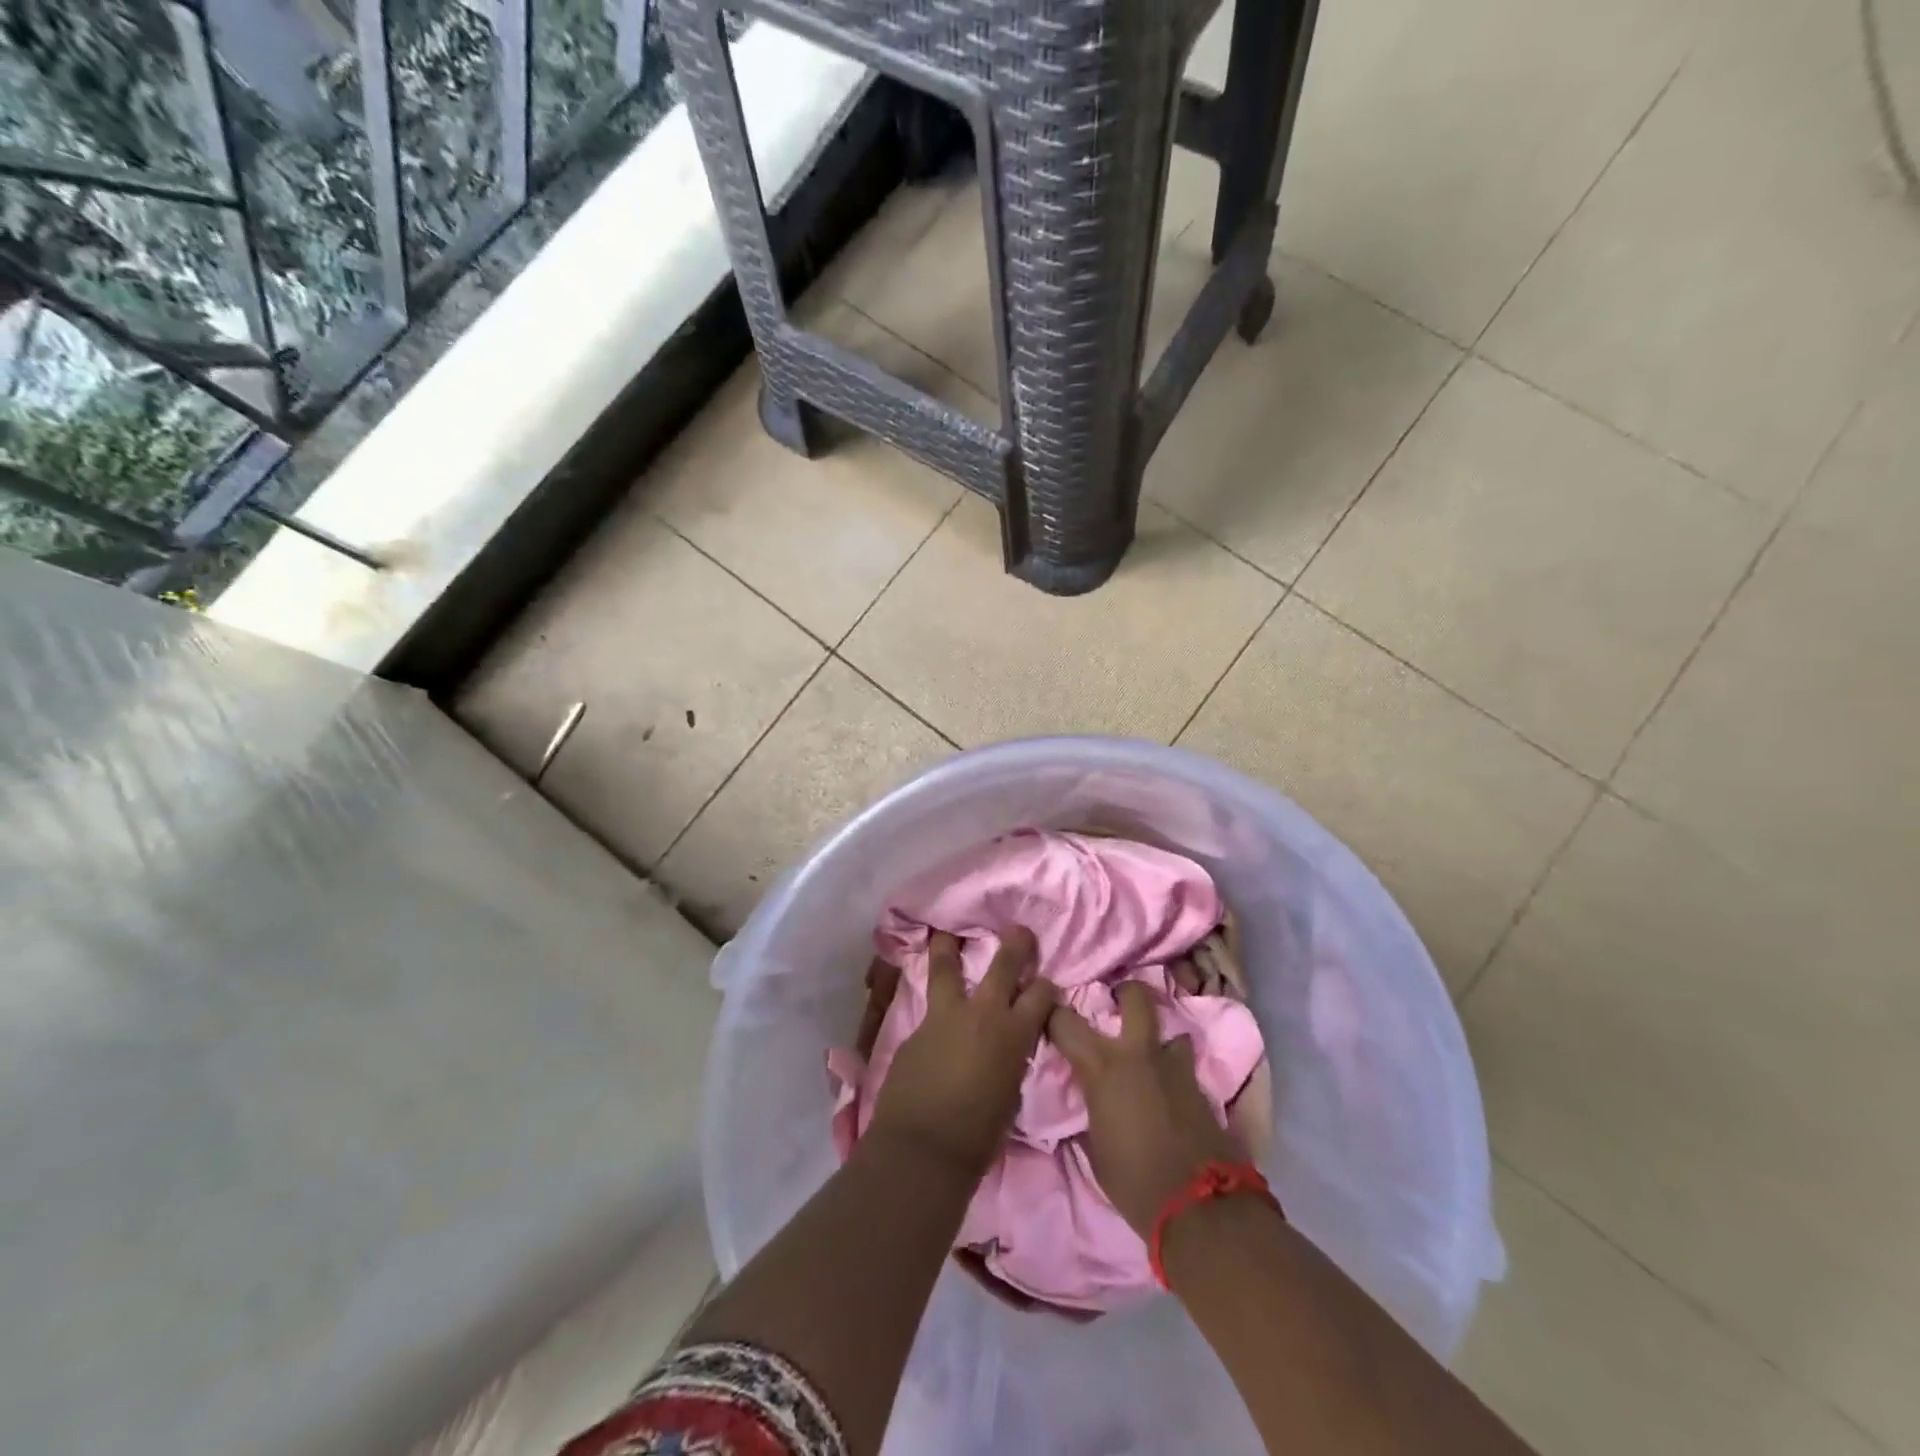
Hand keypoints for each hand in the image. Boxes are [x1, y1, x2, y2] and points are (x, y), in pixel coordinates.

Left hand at [867, 927, 1055, 1179]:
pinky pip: (929, 1005)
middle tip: (1018, 930)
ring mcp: (945, 1016)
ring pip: (947, 967)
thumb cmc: (978, 1135)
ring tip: (944, 931)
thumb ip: (1011, 1059)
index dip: (1046, 988)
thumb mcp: (1010, 1093)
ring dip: (948, 947)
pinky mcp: (917, 1027)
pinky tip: (933, 1000)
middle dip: (1015, 944)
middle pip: (1003, 965)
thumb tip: (1008, 1048)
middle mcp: (983, 1014)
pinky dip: (934, 999)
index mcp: (1014, 1034)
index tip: (1045, 986)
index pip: (1041, 995)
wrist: (923, 1148)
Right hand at [1047, 982, 1242, 1235]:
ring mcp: (1175, 1066)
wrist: (1200, 1207)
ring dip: (1158, 1038)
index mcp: (1102, 1066)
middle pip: (1135, 997)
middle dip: (1125, 994)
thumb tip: (1087, 1100)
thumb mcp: (1094, 1148)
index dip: (1052, 1014)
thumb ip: (1089, 1111)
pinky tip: (1168, 1088)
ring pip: (1170, 1029)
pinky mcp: (1201, 1086)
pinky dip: (1173, 1070)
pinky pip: (1184, 1064)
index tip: (1047, 1015)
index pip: (1065, 1021)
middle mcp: (1139, 1053)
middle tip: (1115, 1005)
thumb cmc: (1134, 1181)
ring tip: (1148, 1055)